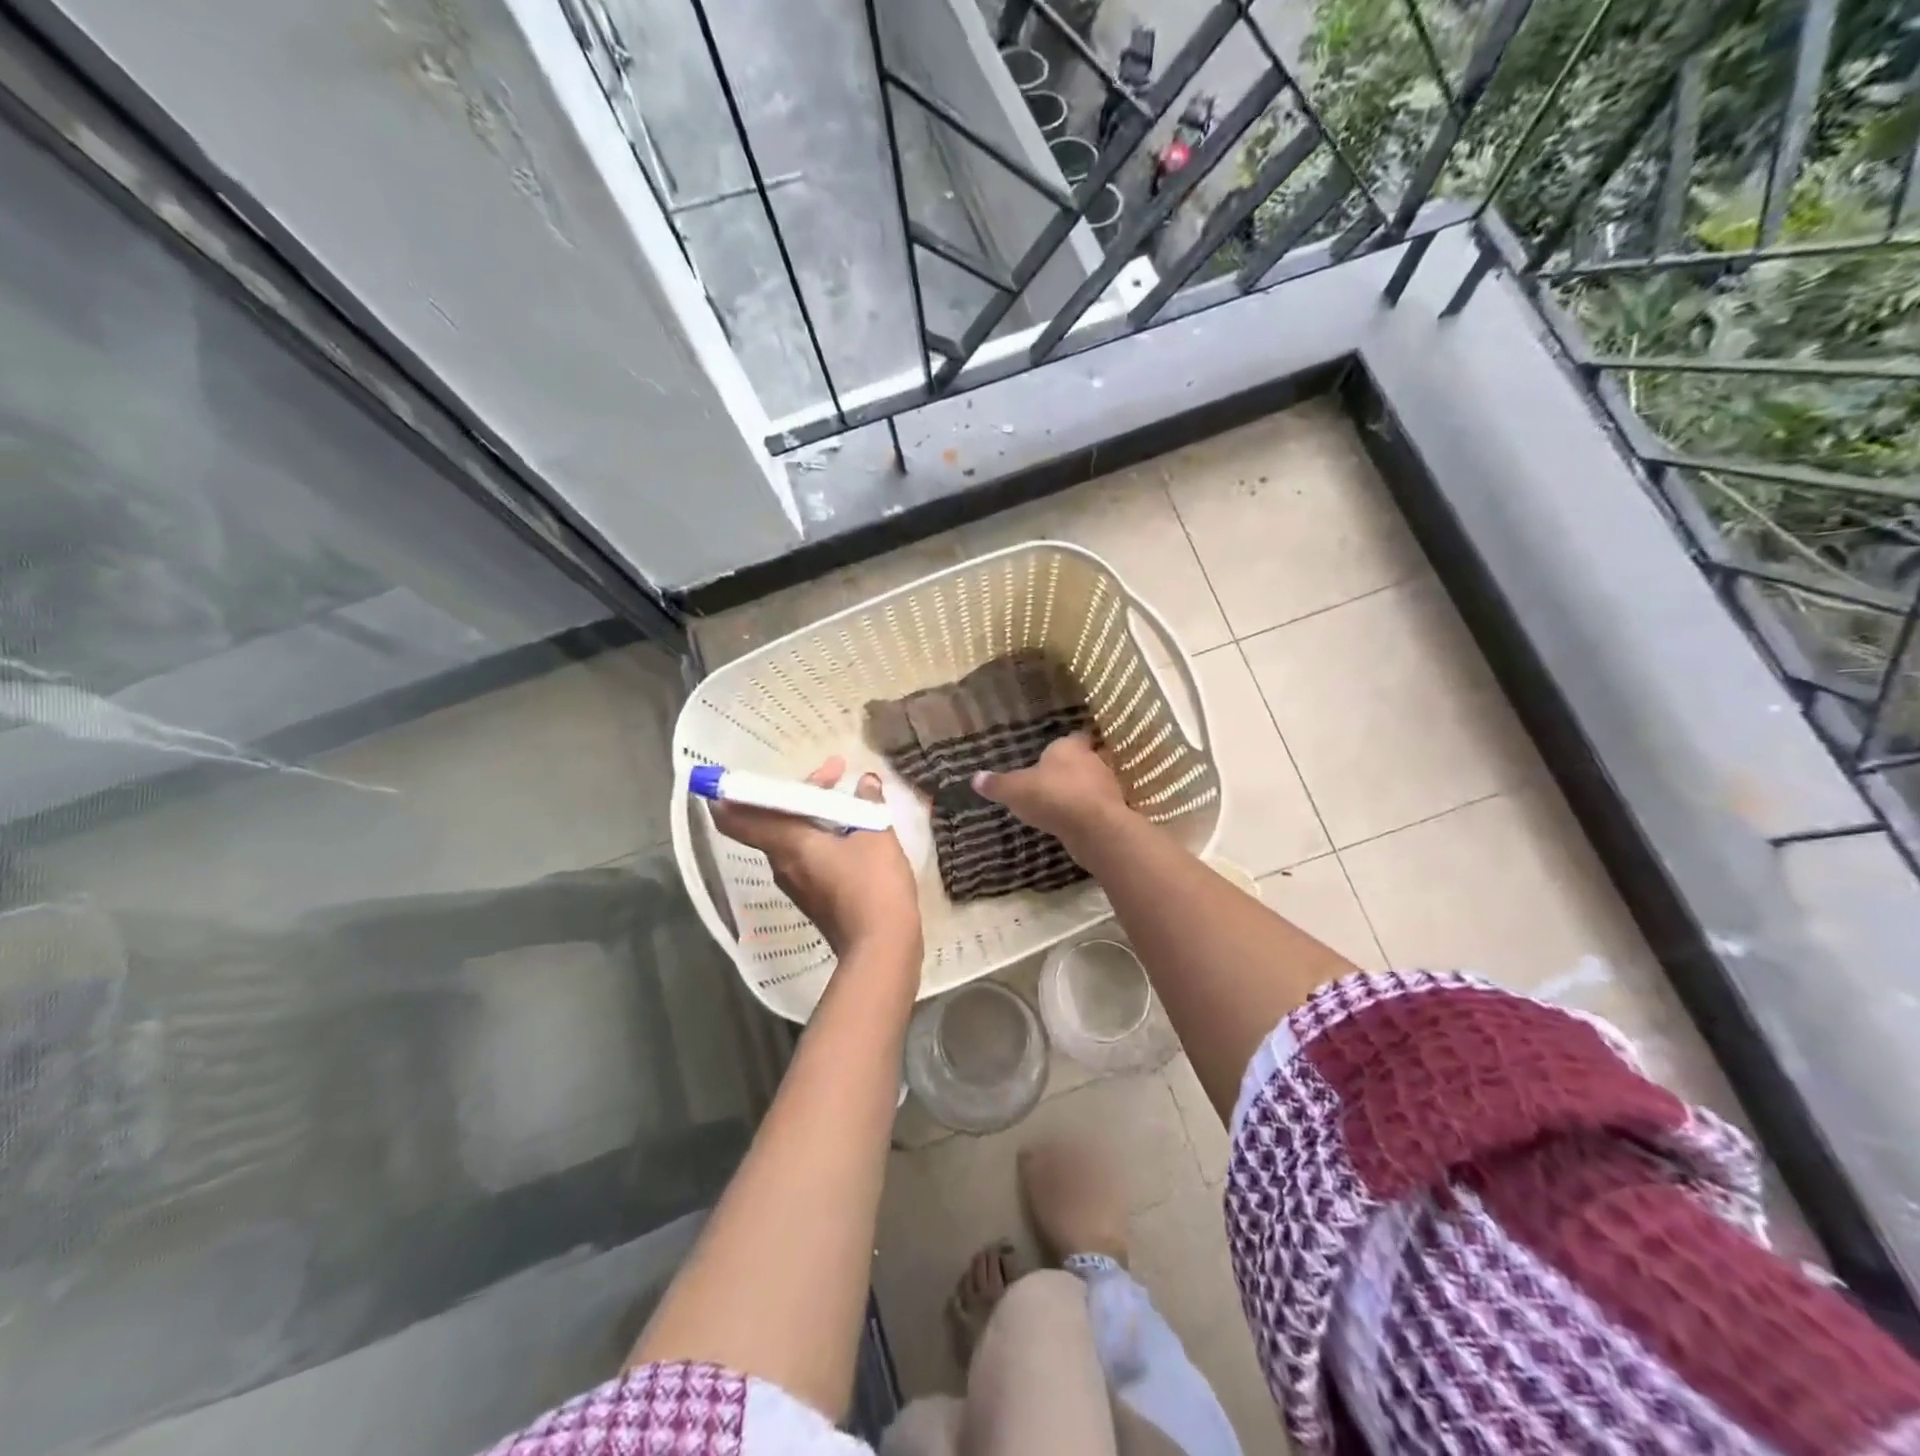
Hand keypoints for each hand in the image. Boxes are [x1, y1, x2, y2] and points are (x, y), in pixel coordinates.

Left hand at [710, 757, 922, 962]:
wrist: (882, 949)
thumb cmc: (873, 886)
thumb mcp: (877, 836)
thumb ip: (868, 805)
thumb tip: (866, 782)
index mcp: (788, 844)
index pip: (738, 820)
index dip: (727, 798)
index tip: (726, 780)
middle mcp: (783, 864)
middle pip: (772, 822)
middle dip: (798, 794)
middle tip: (833, 772)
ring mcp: (797, 885)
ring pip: (791, 839)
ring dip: (812, 815)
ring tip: (847, 799)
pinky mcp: (815, 899)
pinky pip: (807, 857)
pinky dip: (820, 837)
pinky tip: (851, 831)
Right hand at [972, 734, 1132, 850]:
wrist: (1094, 827)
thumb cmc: (1052, 796)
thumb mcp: (1015, 790)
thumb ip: (997, 784)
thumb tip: (975, 778)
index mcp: (1068, 747)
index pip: (1071, 738)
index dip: (1062, 746)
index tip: (1052, 754)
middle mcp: (1092, 760)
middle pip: (1083, 760)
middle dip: (1070, 769)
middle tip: (1052, 780)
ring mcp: (1107, 786)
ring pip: (1092, 784)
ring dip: (1080, 792)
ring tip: (1060, 804)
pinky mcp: (1114, 811)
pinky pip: (1096, 807)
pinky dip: (1086, 813)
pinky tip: (1073, 823)